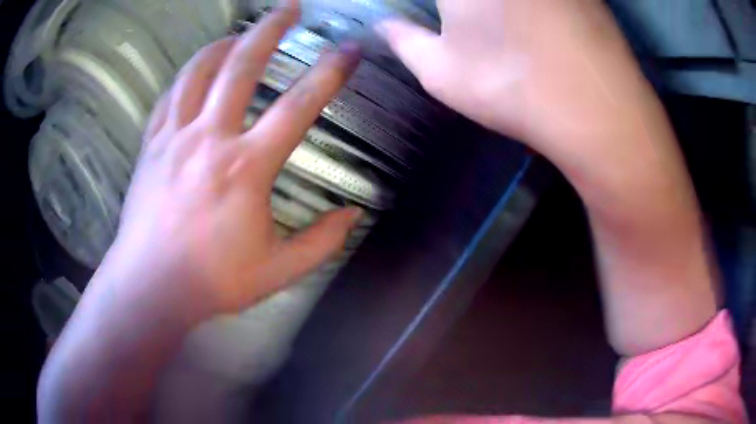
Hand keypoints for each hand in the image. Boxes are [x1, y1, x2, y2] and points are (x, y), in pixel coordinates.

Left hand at [108, 6, 361, 320]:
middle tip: (290, 7)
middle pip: (242, 67)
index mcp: (245, 168)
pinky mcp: (150, 146)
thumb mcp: (278, 270)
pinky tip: (197, 69)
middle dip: (270, 30)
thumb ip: (321, 242)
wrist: (150, 286)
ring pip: (198, 73)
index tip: (349, 50)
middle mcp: (209, 139)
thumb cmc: (212, 281)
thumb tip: (354, 215)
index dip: (329, 73)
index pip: (298, 107)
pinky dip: (187, 75)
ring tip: (240, 32)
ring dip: (224, 44)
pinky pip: (169, 96)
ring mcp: (174, 138)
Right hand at [379, 1, 717, 355]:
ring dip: (496, 9)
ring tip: (501, 30)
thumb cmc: (511, 88)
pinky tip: (540, 28)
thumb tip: (385, 26)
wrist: (600, 111)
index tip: (439, 18)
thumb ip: (404, 42)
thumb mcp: (440, 73)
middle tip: (464, 22)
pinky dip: (532, 8)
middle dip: (461, 7)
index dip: (440, 7)